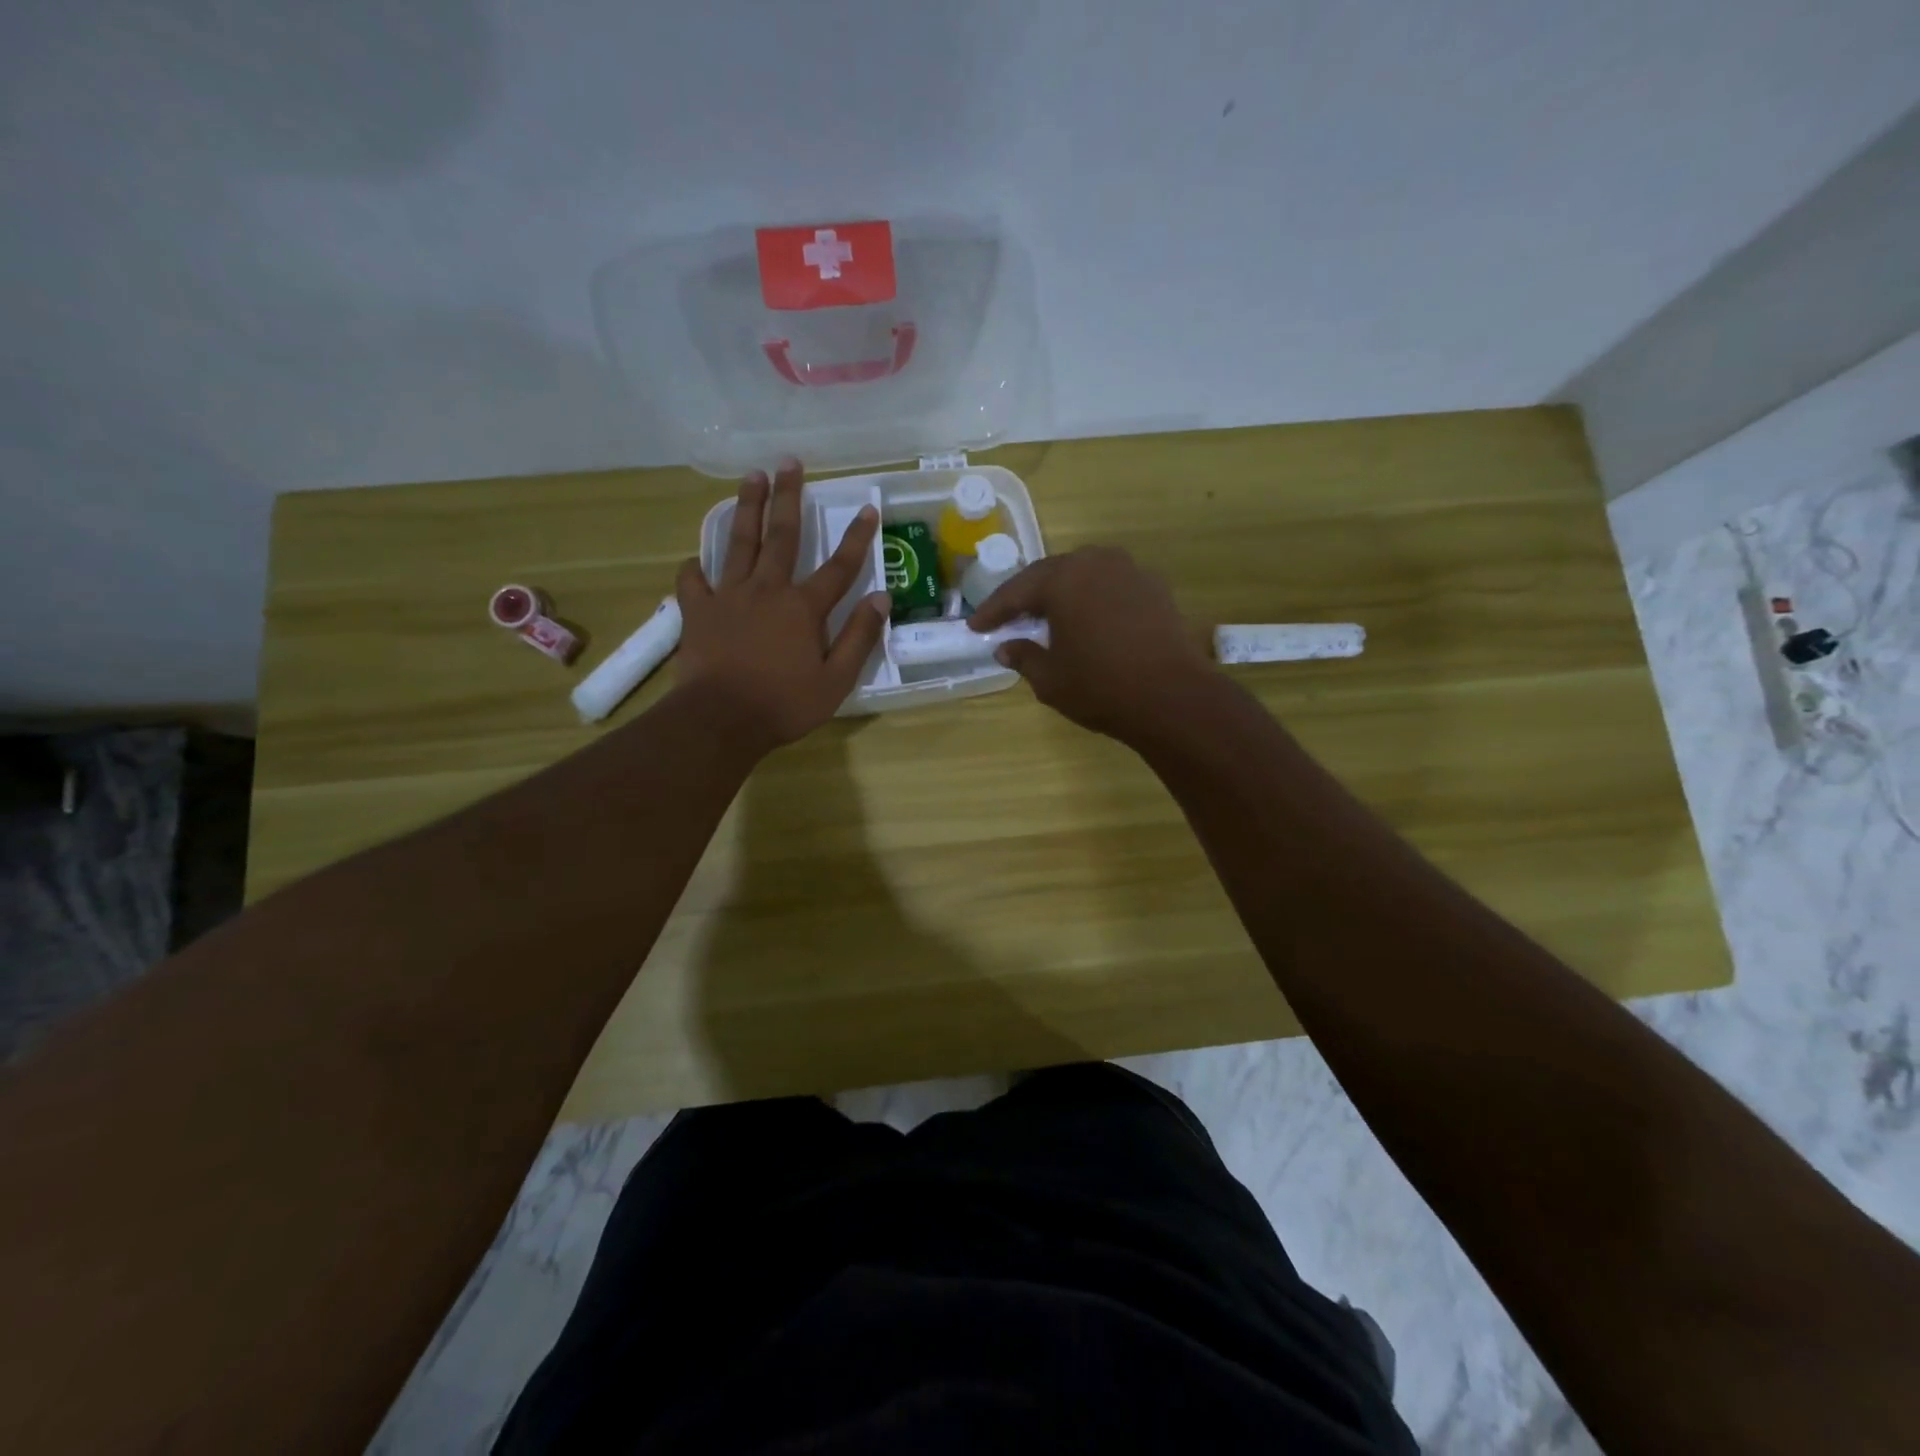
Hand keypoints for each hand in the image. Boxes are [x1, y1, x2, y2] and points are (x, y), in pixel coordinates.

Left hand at [674, 459, 889, 752]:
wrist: (721, 720)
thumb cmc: (784, 704)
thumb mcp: (836, 680)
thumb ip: (859, 637)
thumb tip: (881, 599)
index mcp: (803, 608)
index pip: (838, 567)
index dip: (856, 538)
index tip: (867, 508)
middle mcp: (766, 590)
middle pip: (781, 536)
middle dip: (788, 497)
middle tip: (789, 462)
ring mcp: (728, 597)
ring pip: (738, 543)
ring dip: (746, 508)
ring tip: (750, 477)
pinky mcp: (697, 612)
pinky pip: (693, 581)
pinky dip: (694, 568)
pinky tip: (695, 560)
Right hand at [967, 546, 1215, 741]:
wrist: (1174, 698)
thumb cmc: (1101, 687)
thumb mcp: (1050, 679)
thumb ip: (1024, 657)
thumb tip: (1006, 648)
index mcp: (1064, 578)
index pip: (1017, 591)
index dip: (993, 611)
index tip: (975, 627)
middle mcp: (1097, 562)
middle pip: (1051, 575)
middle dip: (1027, 597)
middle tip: (1008, 619)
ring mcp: (1131, 572)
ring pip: (1084, 577)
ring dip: (1062, 596)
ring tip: (1047, 618)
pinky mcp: (1156, 589)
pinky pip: (1111, 588)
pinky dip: (1093, 602)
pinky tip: (1087, 623)